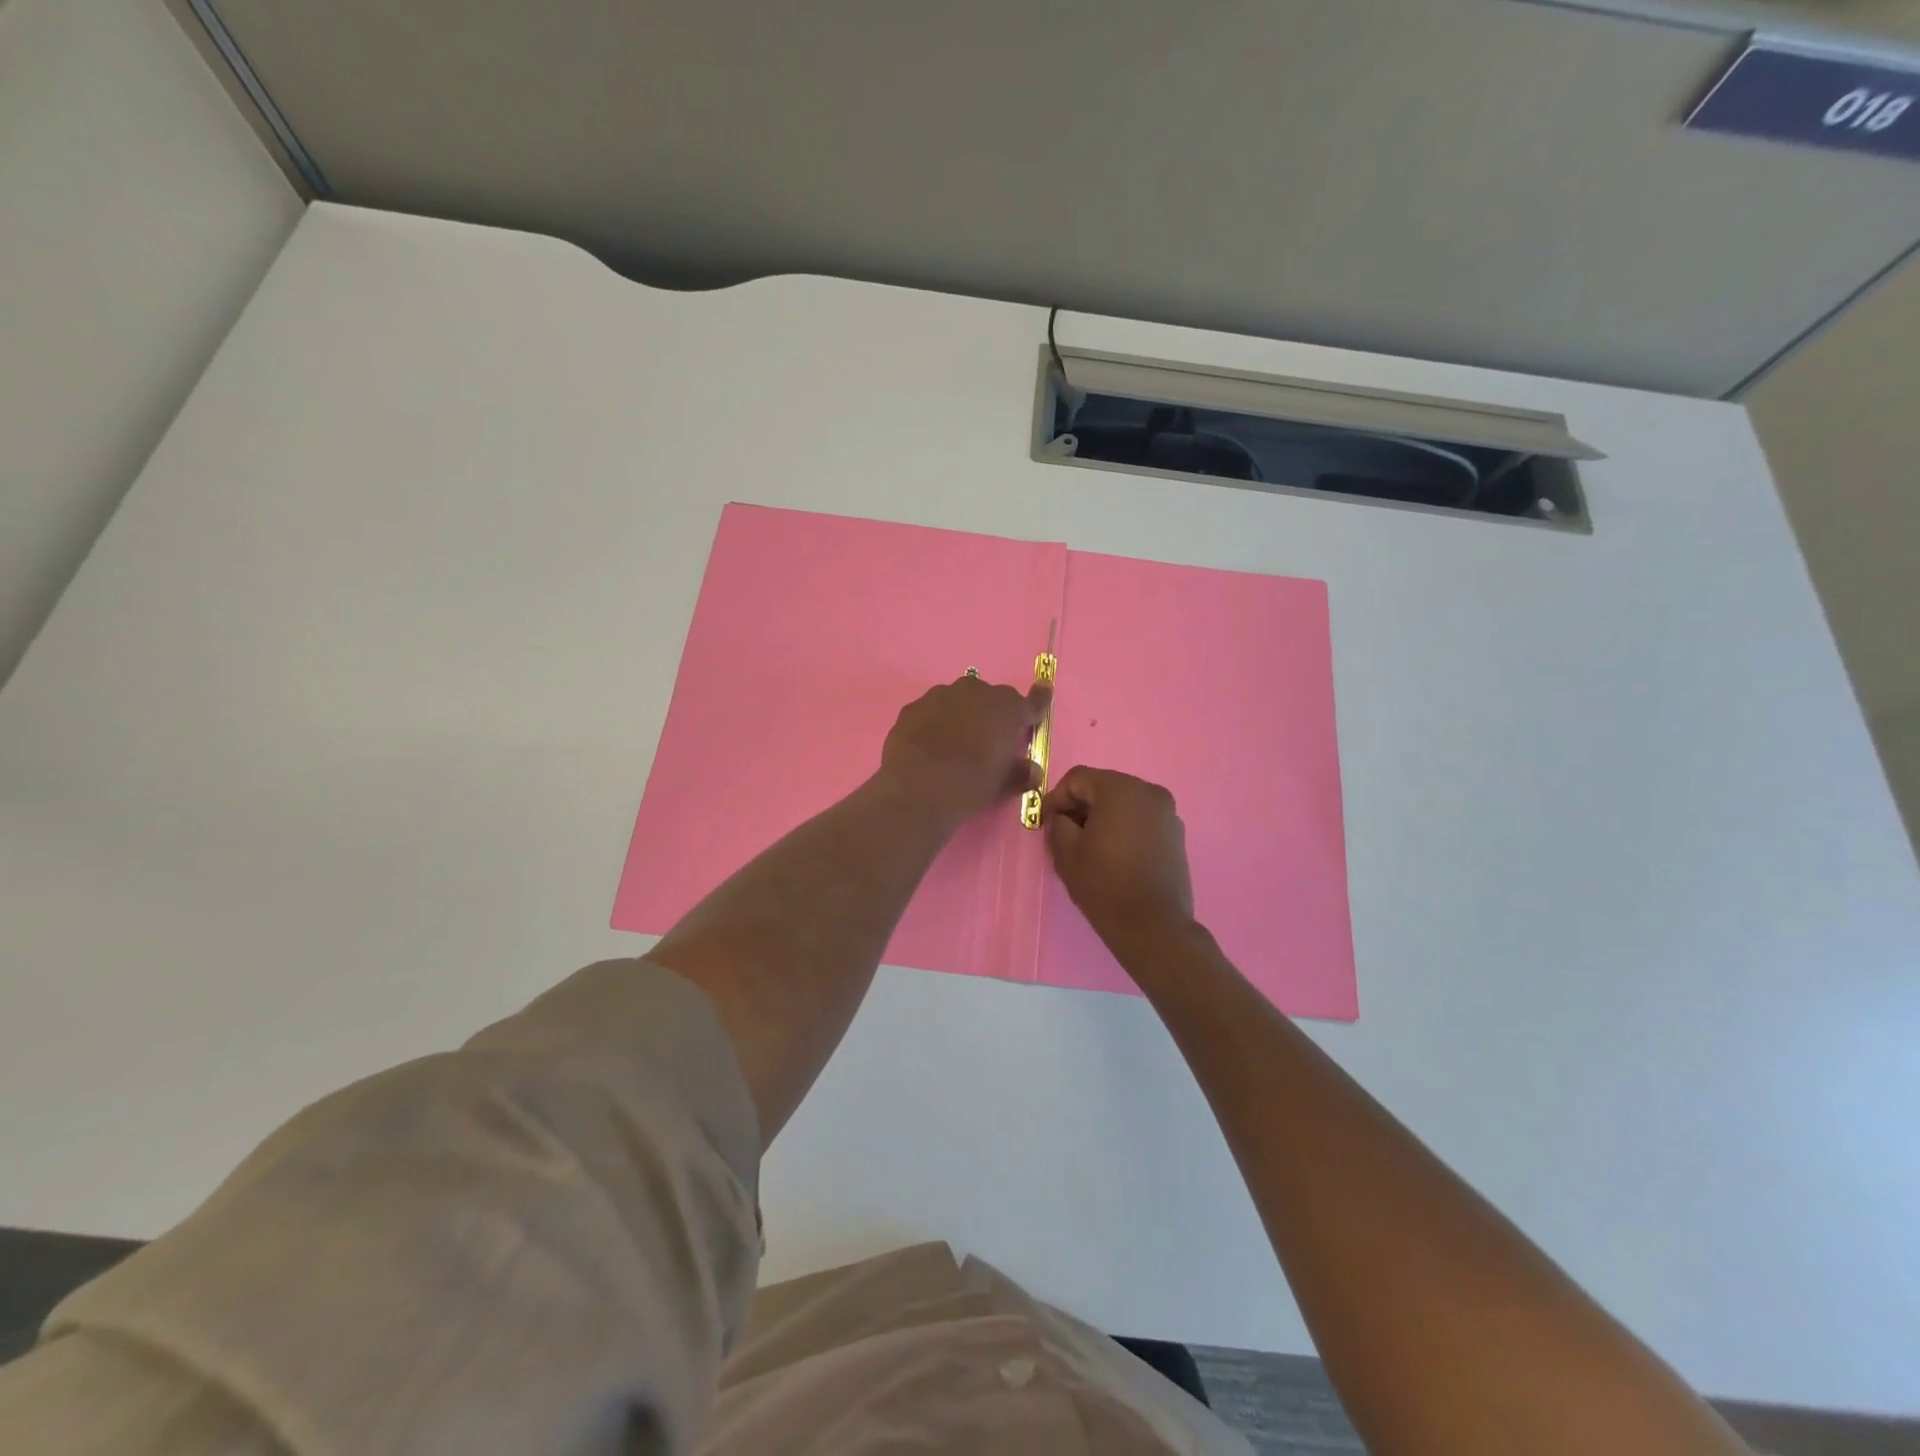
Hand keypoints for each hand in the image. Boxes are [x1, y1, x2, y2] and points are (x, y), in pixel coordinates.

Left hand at [878, 675, 1049, 825]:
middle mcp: (976, 692)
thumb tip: (1032, 770)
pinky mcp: (912, 707)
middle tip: (988, 739)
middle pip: (991, 697)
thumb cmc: (971, 786)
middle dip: (993, 713)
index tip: (1044, 690)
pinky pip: (930, 712)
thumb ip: (1022, 773)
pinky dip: (934, 723)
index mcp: (1007, 709)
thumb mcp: (1004, 784)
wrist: (917, 790)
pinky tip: (928, 745)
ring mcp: (940, 696)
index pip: (1032, 701)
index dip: (1039, 700)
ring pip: (958, 700)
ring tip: (954, 742)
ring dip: (961, 714)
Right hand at [1042, 766, 1194, 943]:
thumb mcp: (1066, 853)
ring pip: (1124, 803)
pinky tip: (1114, 854)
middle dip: (1080, 806)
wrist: (1153, 926)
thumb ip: (1057, 825)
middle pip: (1103, 786)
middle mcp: (1148, 791)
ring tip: (1089, 846)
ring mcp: (1167, 812)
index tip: (1046, 824)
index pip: (1078, 778)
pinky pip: (1142, 819)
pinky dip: (1124, 827)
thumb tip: (1062, 819)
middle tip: (1064, 833)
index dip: (1056, 798)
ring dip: (1102, 817)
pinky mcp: (1176, 834)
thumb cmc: (1105, 885)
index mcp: (1120, 789)